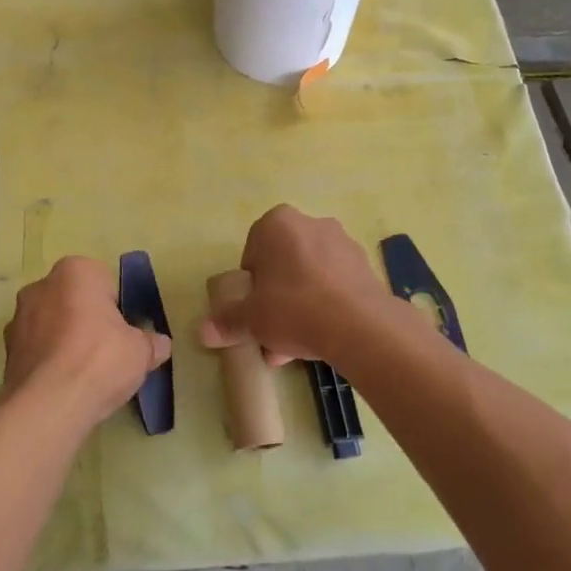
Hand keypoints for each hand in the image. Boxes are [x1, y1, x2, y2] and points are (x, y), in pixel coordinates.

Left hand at [1, 256, 170, 427]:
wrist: (49, 405)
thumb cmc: (100, 360)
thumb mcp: (141, 351)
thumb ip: (152, 343)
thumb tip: (160, 345)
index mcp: (76, 271)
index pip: (104, 281)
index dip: (117, 307)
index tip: (124, 332)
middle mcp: (41, 286)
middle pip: (74, 300)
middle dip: (88, 320)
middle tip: (107, 351)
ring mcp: (18, 318)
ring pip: (52, 324)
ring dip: (65, 340)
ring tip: (85, 374)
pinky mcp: (6, 350)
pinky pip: (37, 349)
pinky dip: (49, 361)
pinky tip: (64, 386)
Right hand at [199, 206, 399, 364]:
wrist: (359, 325)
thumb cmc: (294, 308)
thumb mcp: (251, 319)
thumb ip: (227, 321)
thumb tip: (205, 331)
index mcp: (277, 223)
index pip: (253, 251)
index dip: (250, 284)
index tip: (252, 309)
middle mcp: (311, 223)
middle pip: (283, 264)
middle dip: (275, 297)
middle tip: (271, 331)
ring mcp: (342, 243)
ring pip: (309, 276)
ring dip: (299, 306)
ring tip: (294, 346)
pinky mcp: (365, 266)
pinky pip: (334, 285)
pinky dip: (325, 306)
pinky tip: (320, 339)